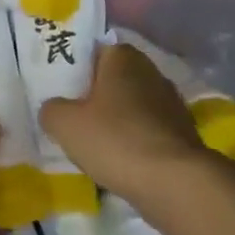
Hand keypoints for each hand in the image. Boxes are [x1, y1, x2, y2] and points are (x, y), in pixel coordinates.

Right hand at [39, 44, 204, 204]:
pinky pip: (147, 131)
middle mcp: (151, 71)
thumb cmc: (115, 140)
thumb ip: (51, 109)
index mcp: (123, 57)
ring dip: (115, 121)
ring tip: (93, 144)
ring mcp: (171, 103)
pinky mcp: (183, 133)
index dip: (75, 69)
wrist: (175, 183)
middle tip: (71, 117)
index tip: (60, 89)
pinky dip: (133, 141)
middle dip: (94, 96)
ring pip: (131, 106)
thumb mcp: (64, 123)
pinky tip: (119, 161)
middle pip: (113, 79)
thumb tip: (54, 109)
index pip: (93, 51)